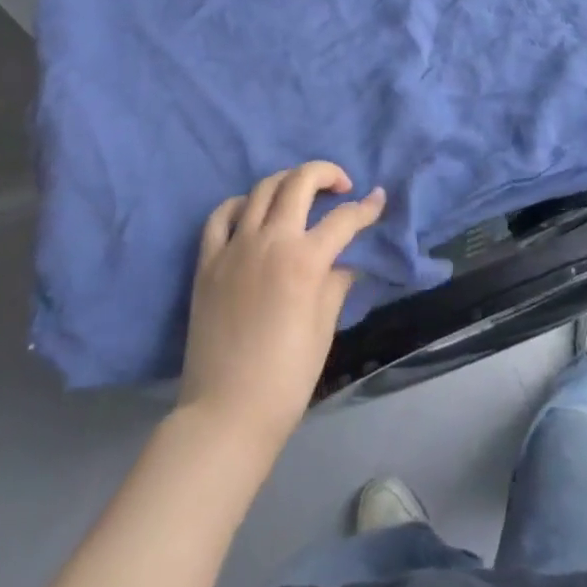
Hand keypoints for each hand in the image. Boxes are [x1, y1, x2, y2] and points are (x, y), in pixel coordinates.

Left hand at [179, 162, 385, 450]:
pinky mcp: (208, 260)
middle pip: (300, 182)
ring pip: (262, 189)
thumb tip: (347, 261)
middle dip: (326, 174)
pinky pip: (221, 216)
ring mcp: (234, 246)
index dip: (367, 208)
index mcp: (305, 260)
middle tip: (340, 187)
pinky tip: (250, 212)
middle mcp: (270, 240)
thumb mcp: (324, 328)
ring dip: (287, 182)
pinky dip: (239, 204)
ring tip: (300, 194)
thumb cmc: (286, 377)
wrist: (226, 413)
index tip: (378, 199)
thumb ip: (337, 283)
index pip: (344, 219)